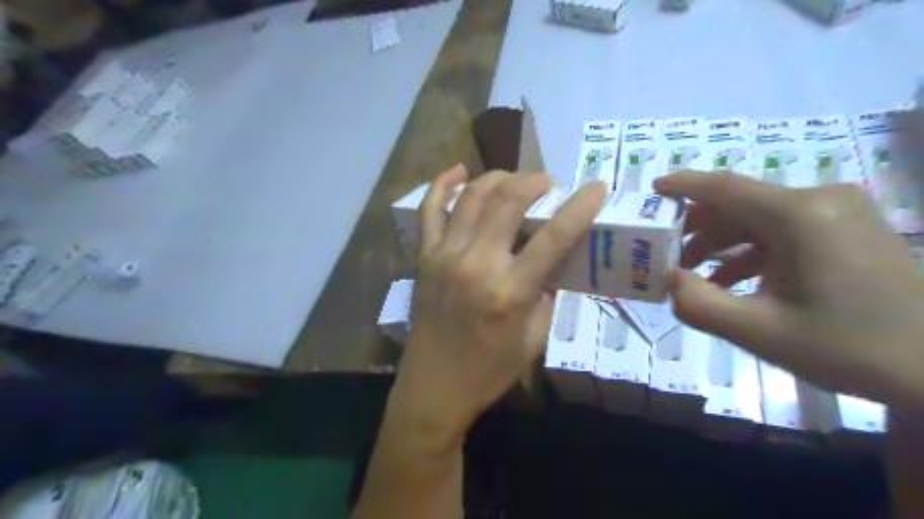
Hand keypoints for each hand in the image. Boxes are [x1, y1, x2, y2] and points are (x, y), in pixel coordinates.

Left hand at [388, 163, 607, 447]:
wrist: (434, 386)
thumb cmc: (489, 370)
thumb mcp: (533, 338)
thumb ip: (546, 293)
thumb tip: (553, 259)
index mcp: (510, 291)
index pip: (554, 236)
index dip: (580, 206)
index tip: (597, 187)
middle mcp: (477, 263)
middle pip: (509, 200)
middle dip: (534, 181)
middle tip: (548, 184)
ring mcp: (445, 255)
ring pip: (474, 196)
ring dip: (500, 178)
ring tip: (516, 181)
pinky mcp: (424, 256)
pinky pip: (430, 209)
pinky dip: (444, 183)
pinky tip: (460, 170)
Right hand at [652, 172, 923, 407]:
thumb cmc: (848, 346)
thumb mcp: (759, 332)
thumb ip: (699, 305)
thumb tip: (669, 279)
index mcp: (799, 216)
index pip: (725, 188)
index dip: (683, 185)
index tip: (651, 189)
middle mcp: (818, 201)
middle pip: (739, 204)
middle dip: (697, 228)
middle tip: (665, 252)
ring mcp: (836, 213)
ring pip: (757, 218)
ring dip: (720, 243)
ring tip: (692, 273)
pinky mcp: (844, 230)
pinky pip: (781, 231)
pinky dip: (749, 251)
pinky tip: (730, 280)